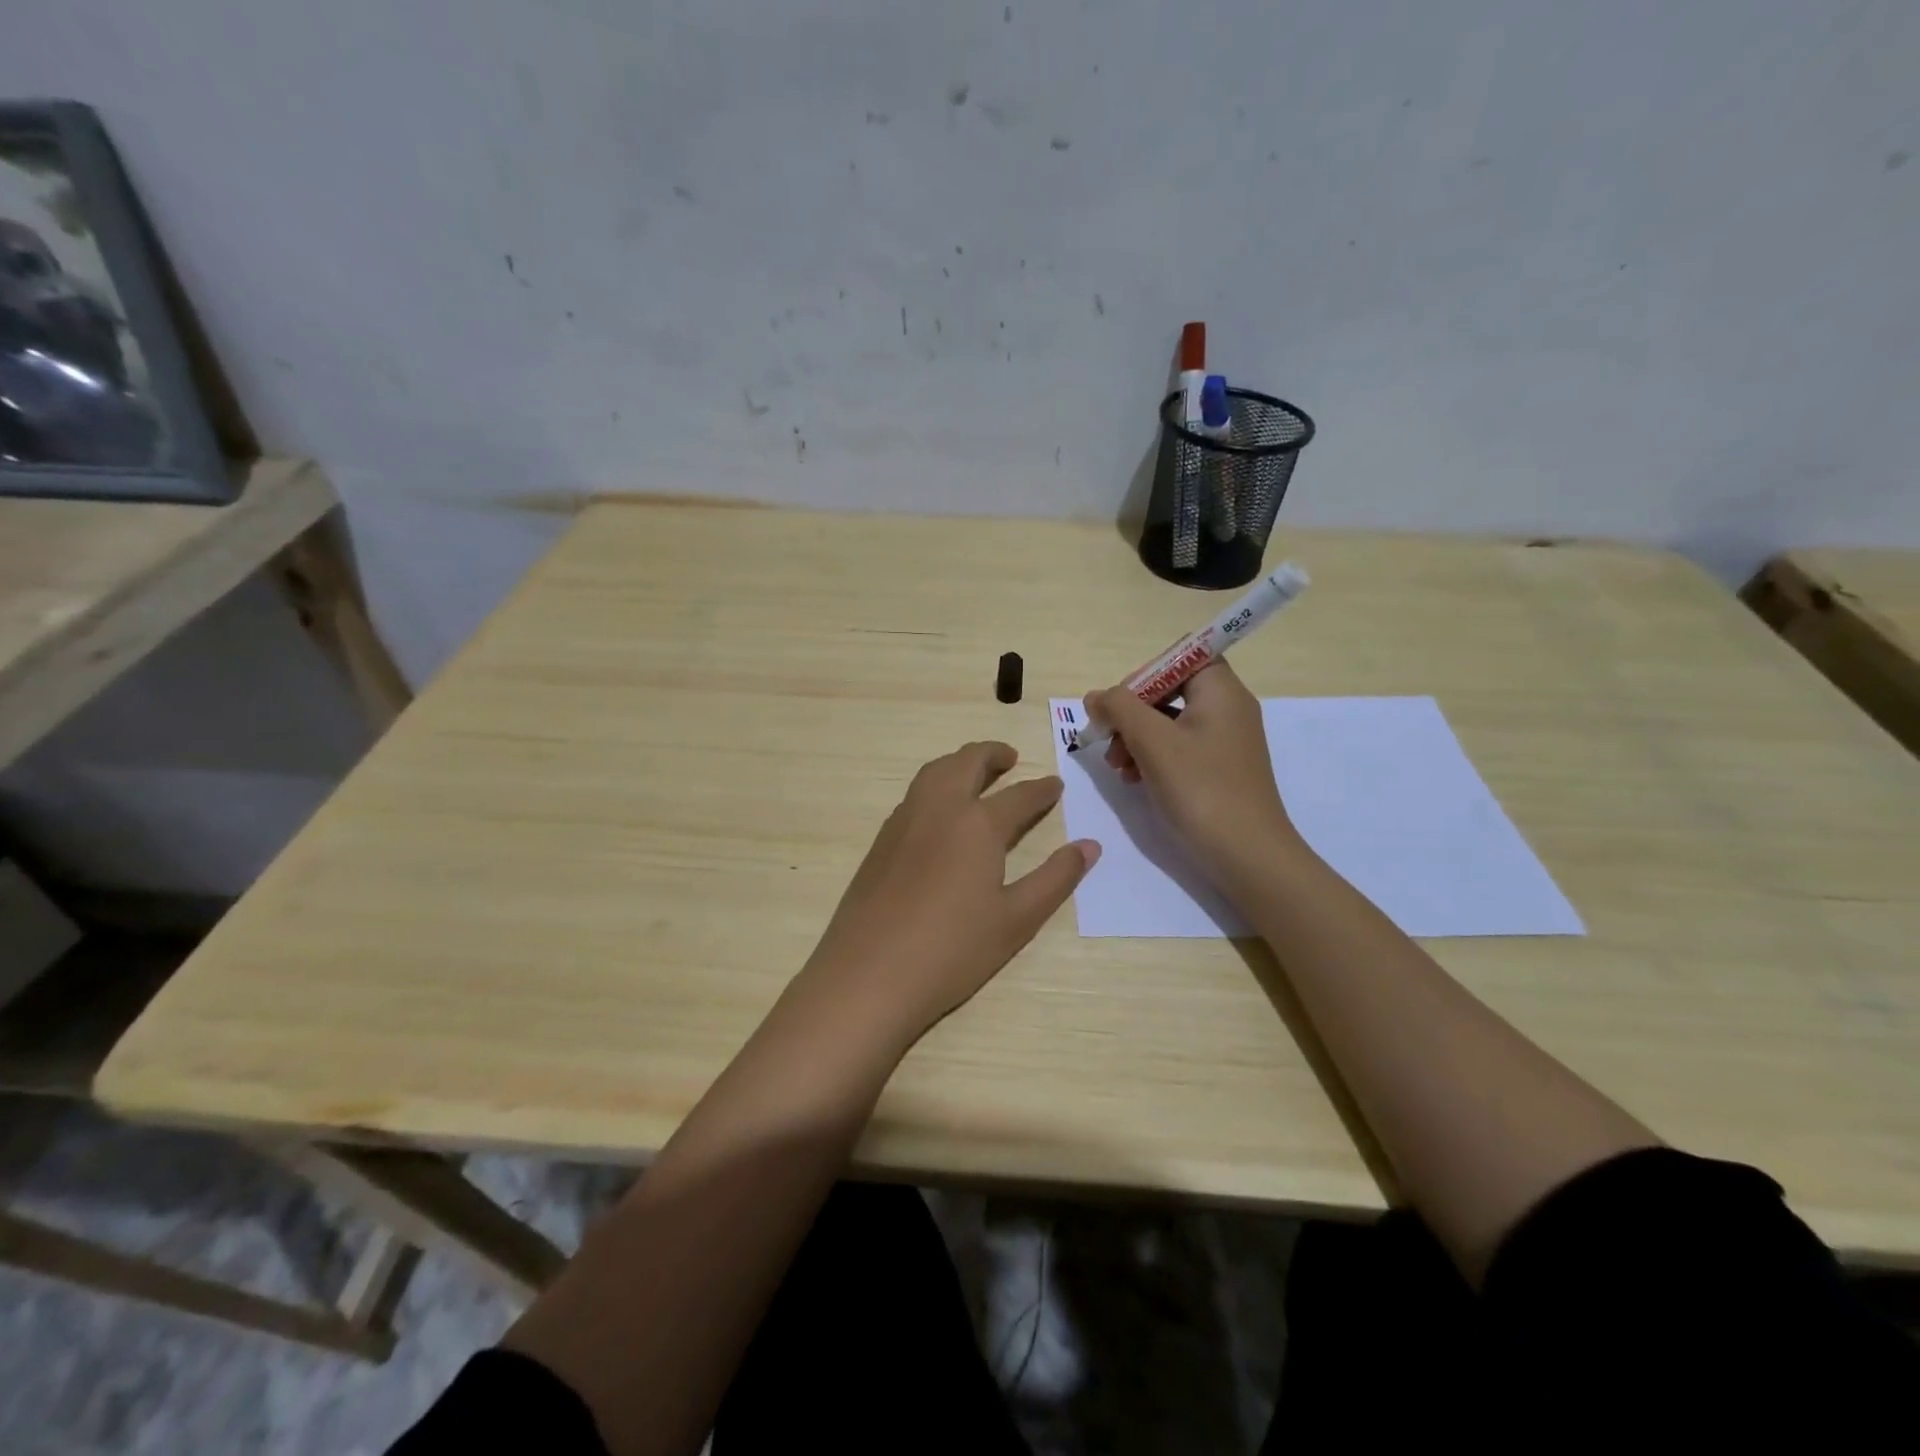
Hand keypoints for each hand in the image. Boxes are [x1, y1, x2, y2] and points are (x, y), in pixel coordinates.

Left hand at [796, 741, 1098, 1047]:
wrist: (868, 975)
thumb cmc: (952, 950)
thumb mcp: (1016, 919)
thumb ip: (1055, 878)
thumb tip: (1090, 846)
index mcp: (978, 824)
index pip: (1019, 796)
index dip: (1041, 790)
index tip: (1055, 784)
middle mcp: (939, 809)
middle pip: (967, 763)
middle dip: (992, 755)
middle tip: (1011, 758)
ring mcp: (904, 821)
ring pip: (934, 772)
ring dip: (959, 763)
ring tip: (975, 774)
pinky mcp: (881, 841)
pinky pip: (913, 795)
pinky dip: (935, 784)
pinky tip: (940, 812)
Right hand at [1085, 662, 1303, 891]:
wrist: (1248, 856)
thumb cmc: (1201, 789)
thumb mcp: (1153, 742)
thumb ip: (1119, 708)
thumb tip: (1096, 696)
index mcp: (1220, 690)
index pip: (1181, 656)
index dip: (1145, 673)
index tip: (1120, 703)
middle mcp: (1227, 708)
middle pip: (1170, 689)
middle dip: (1132, 711)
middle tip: (1108, 739)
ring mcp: (1225, 740)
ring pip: (1169, 721)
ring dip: (1136, 737)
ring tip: (1117, 766)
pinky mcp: (1219, 768)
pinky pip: (1179, 747)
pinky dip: (1152, 757)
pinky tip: (1134, 780)